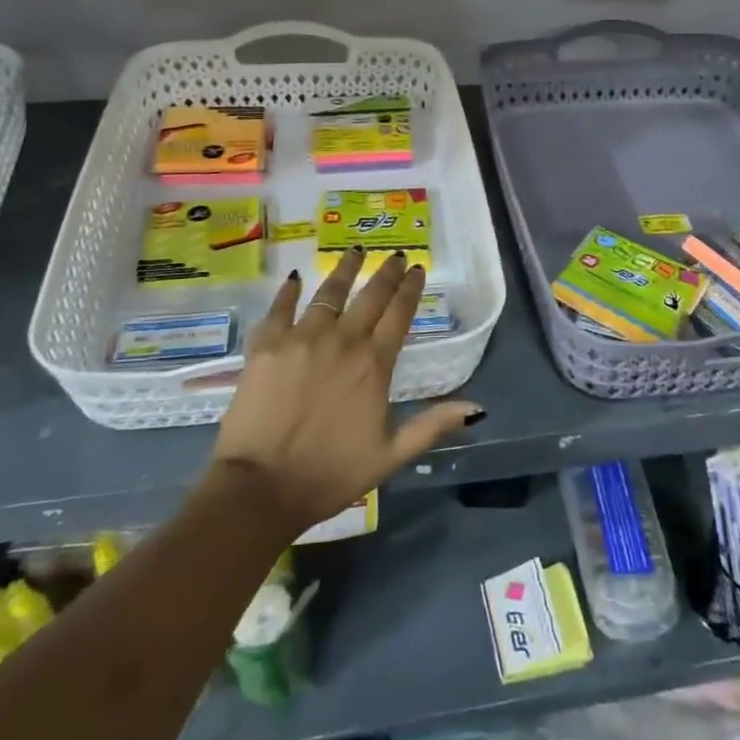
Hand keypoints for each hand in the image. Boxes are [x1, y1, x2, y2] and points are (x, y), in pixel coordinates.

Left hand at [209, 248, 481, 534]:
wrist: (262, 487)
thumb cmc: (331, 474)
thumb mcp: (391, 455)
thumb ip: (432, 425)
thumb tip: (477, 408)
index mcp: (374, 364)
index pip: (399, 314)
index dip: (410, 289)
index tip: (417, 268)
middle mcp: (343, 340)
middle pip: (369, 296)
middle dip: (385, 272)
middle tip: (394, 255)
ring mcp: (302, 337)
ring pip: (329, 292)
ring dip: (344, 269)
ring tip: (354, 252)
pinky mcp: (267, 344)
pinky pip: (280, 308)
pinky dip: (288, 291)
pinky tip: (295, 278)